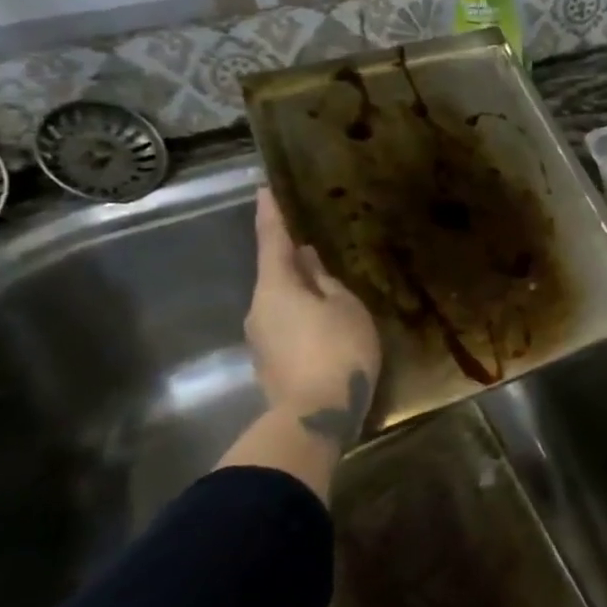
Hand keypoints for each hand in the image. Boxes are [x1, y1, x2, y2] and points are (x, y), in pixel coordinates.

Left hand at [245, 188, 380, 447]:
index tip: (264, 189)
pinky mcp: (269, 362)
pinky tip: (325, 325)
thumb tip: (309, 263)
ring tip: (329, 290)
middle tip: (316, 247)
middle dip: (293, 260)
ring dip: (301, 292)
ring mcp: (260, 338)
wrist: (314, 417)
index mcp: (276, 287)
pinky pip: (286, 326)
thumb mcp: (346, 308)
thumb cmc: (337, 351)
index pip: (272, 241)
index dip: (271, 214)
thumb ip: (327, 282)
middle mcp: (259, 308)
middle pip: (276, 275)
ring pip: (281, 303)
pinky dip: (303, 317)